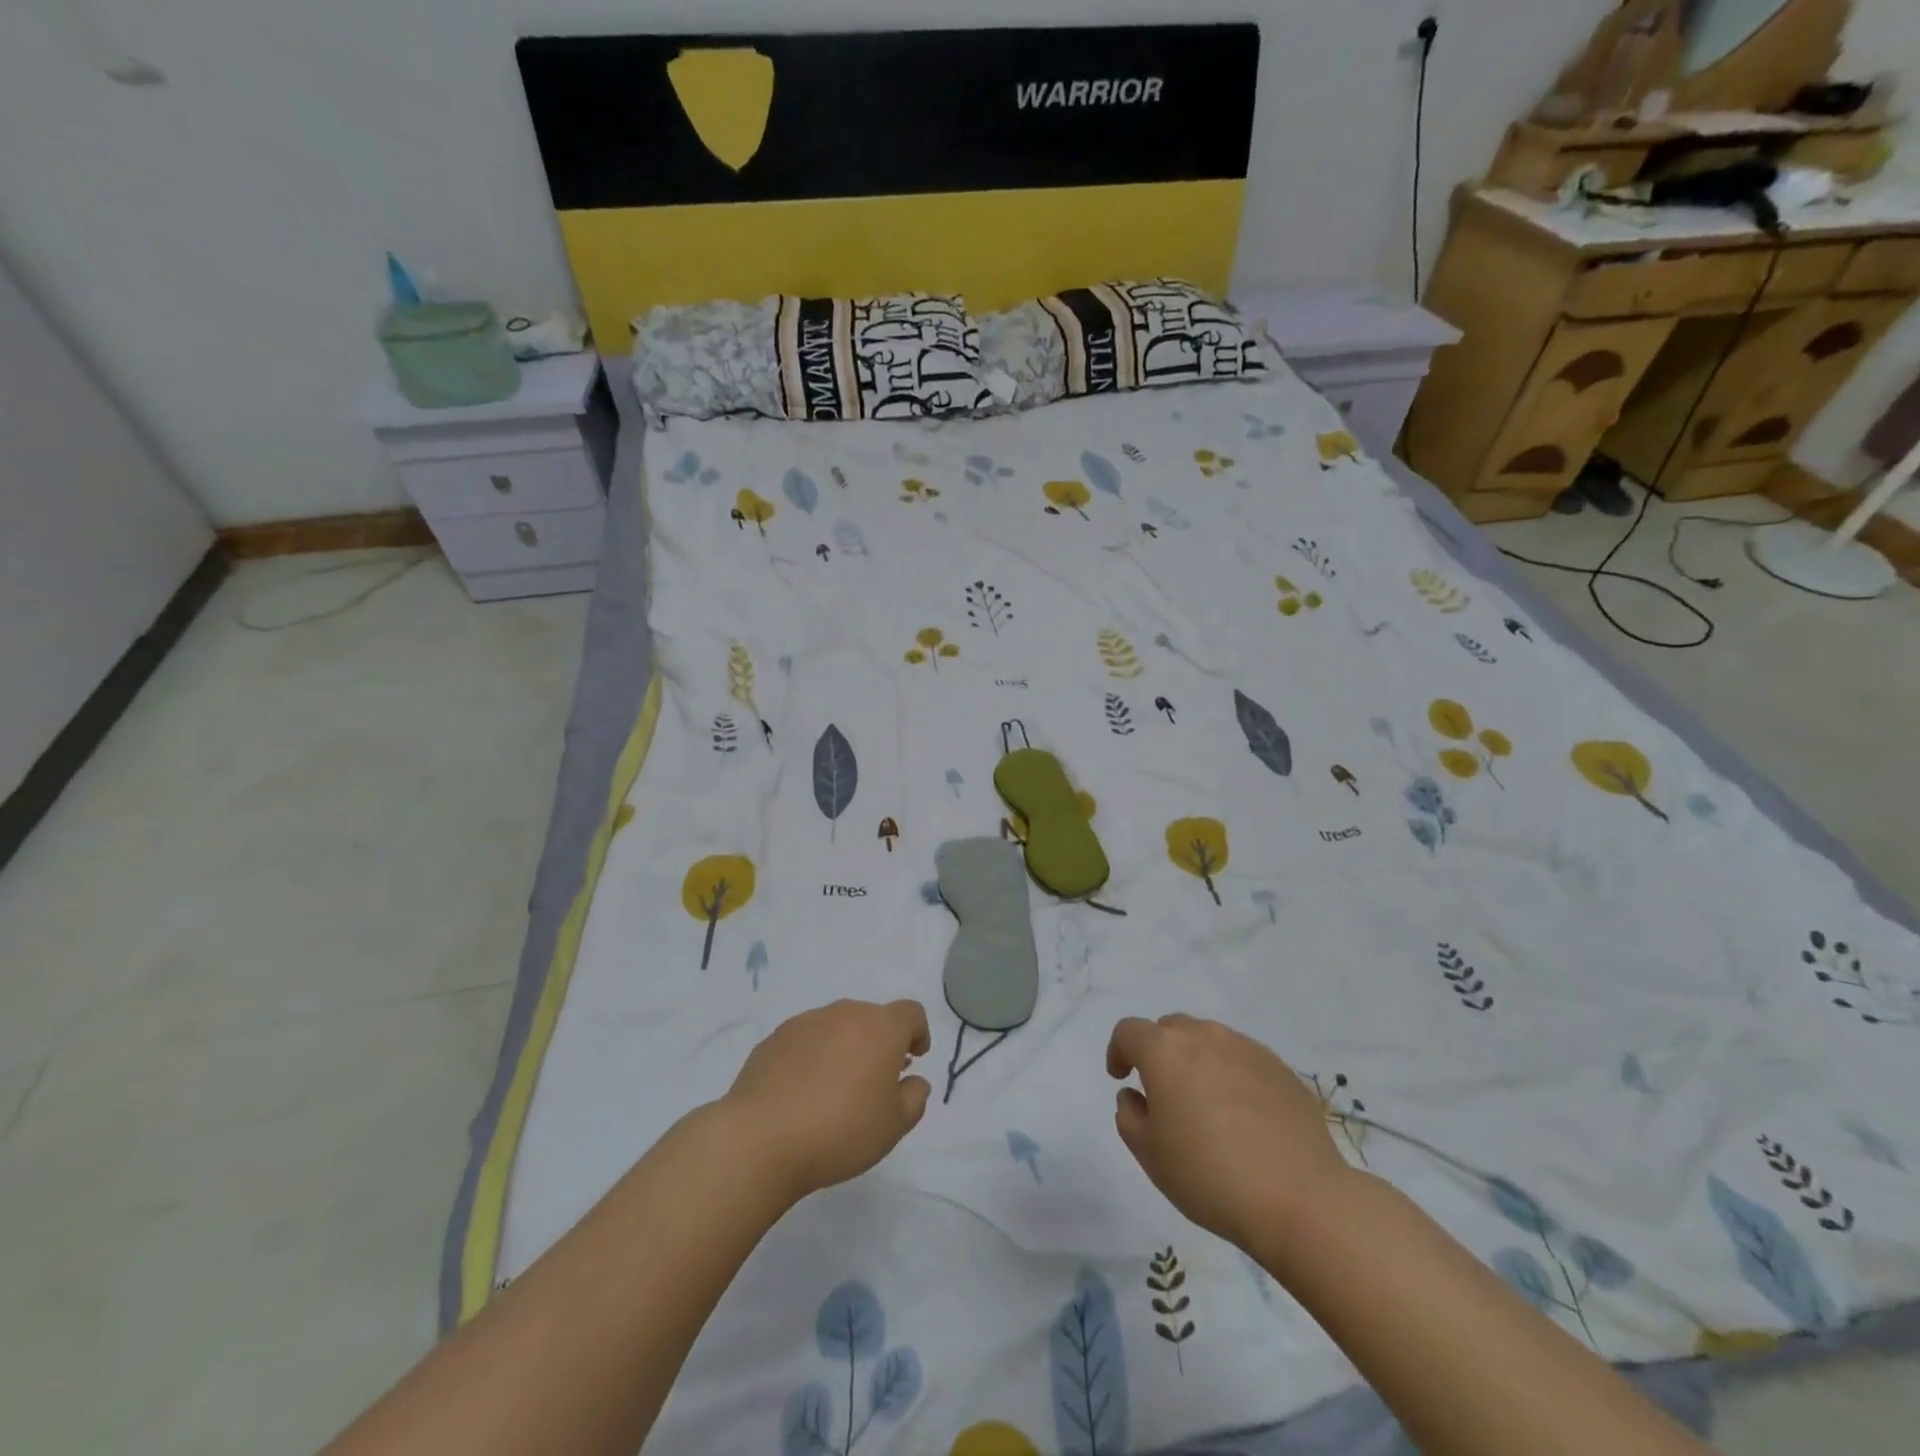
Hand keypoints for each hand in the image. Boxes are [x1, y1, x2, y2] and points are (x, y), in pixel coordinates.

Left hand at [723, 1000, 932, 1201]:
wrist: (760, 1138)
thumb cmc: (840, 1130)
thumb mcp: (894, 1126)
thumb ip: (914, 1098)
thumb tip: (914, 1081)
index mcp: (880, 1027)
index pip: (910, 1013)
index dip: (918, 1032)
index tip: (914, 1059)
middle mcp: (845, 1013)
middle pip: (872, 1018)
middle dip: (879, 1042)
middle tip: (876, 1080)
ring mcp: (806, 1022)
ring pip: (837, 1027)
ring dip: (845, 1048)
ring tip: (836, 1089)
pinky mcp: (774, 1038)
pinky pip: (806, 1040)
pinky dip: (813, 1057)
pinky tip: (802, 1093)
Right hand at [1107, 1014, 1354, 1250]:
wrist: (1301, 1199)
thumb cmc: (1210, 1176)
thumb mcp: (1150, 1156)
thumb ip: (1130, 1116)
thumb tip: (1136, 1096)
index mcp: (1165, 1051)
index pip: (1129, 1031)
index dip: (1118, 1051)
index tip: (1121, 1078)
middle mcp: (1204, 1036)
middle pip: (1170, 1029)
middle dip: (1158, 1052)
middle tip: (1162, 1092)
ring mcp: (1246, 1048)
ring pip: (1208, 1040)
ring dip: (1196, 1061)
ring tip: (1204, 1104)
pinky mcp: (1281, 1068)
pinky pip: (1242, 1059)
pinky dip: (1231, 1075)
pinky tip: (1243, 1116)